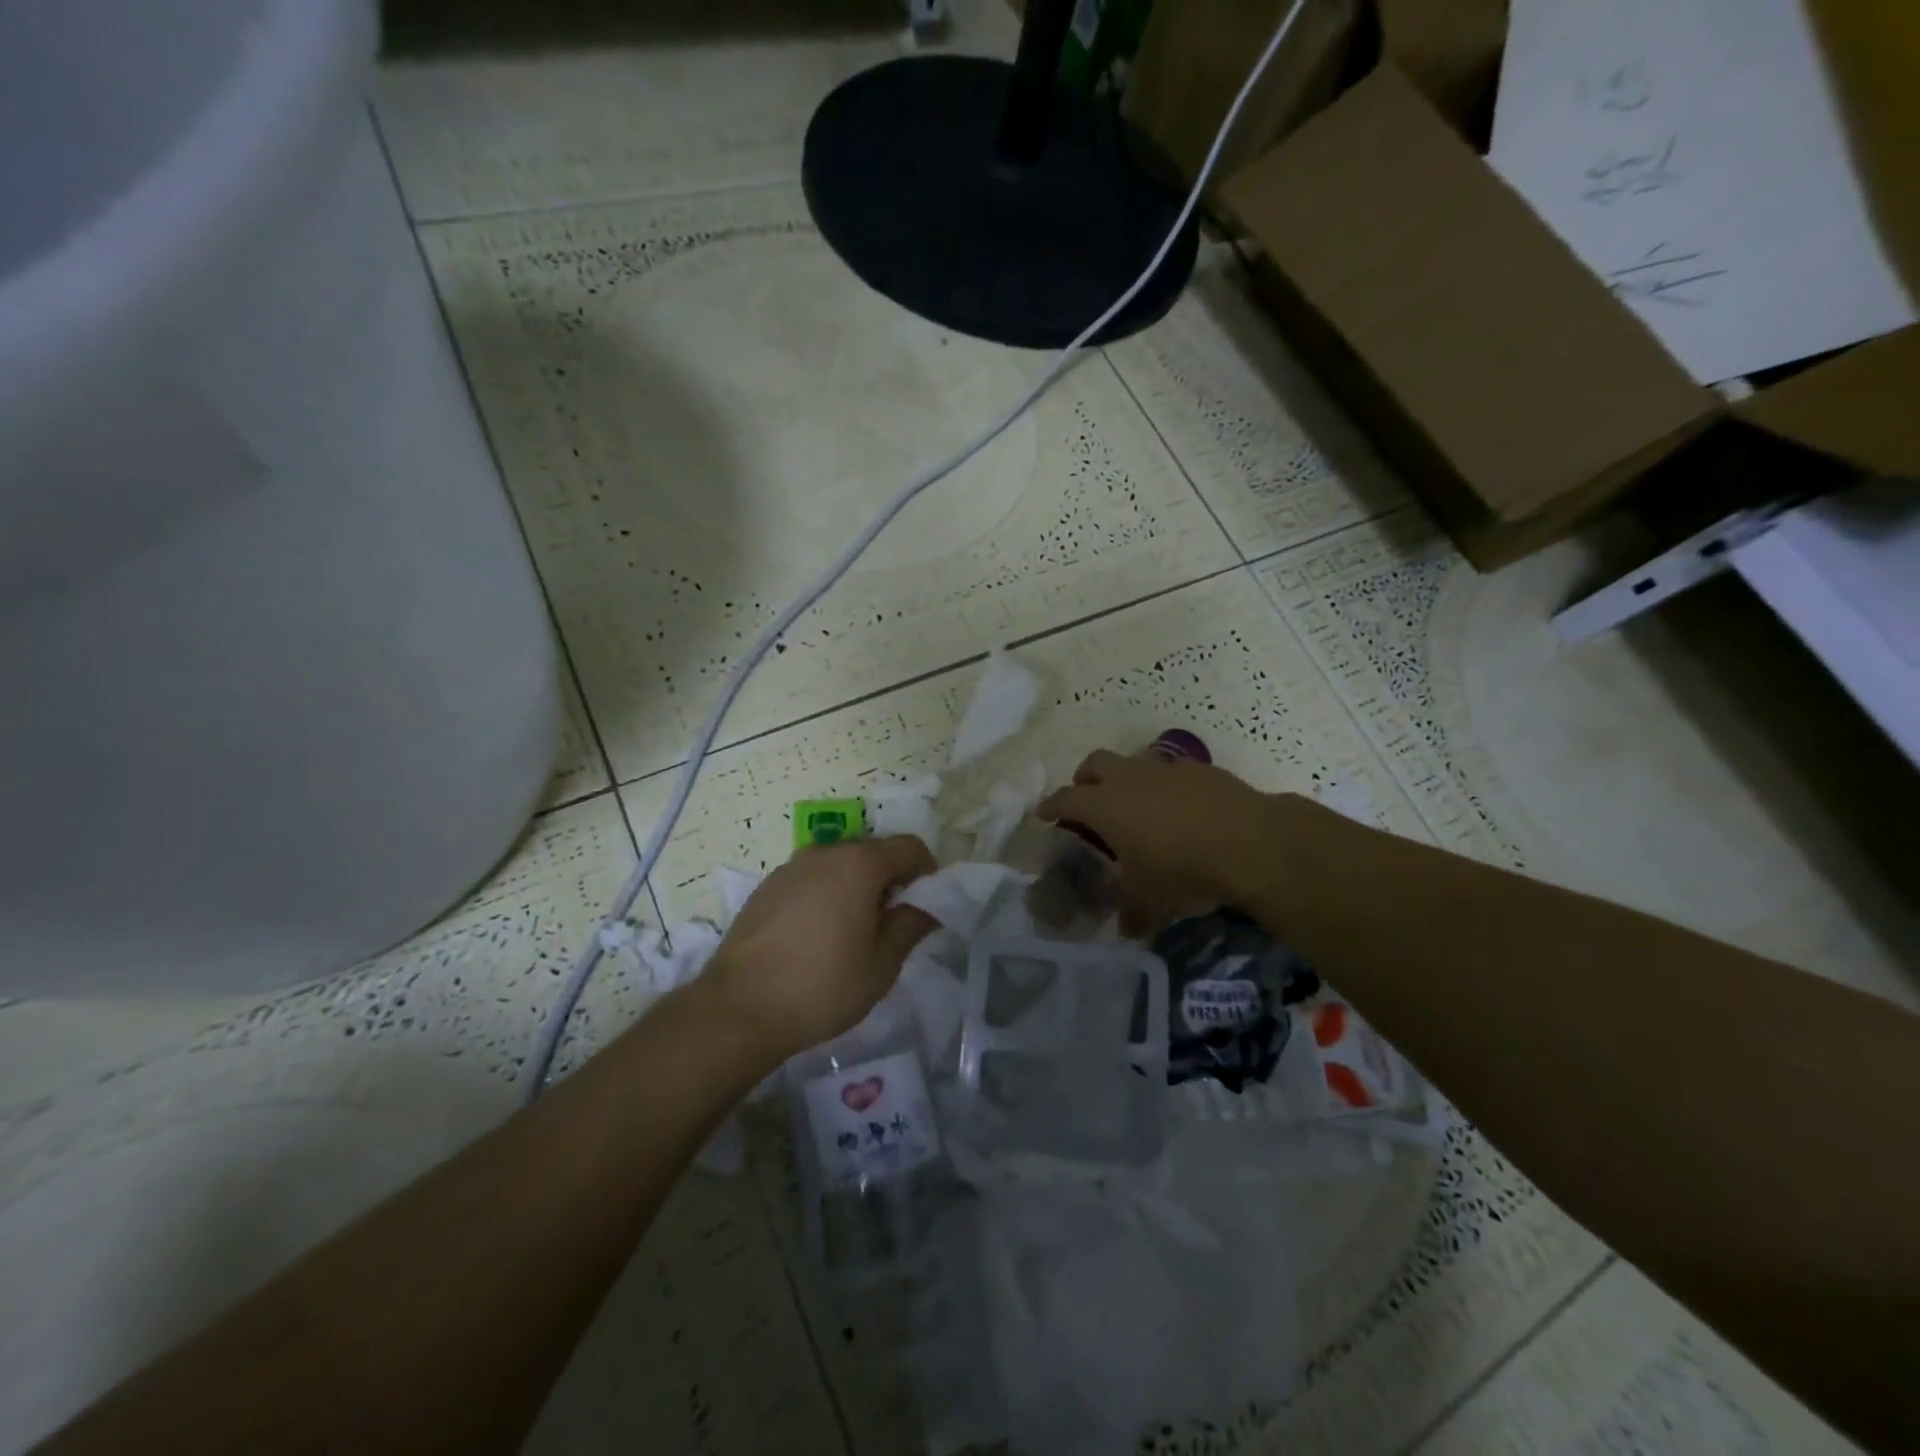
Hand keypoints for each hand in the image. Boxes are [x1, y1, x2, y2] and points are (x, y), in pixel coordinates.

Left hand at [699, 836, 937, 1061]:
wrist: (740, 1008)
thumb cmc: (823, 986)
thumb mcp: (881, 964)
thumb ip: (911, 926)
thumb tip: (927, 907)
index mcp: (859, 863)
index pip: (909, 847)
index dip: (927, 872)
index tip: (924, 907)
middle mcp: (824, 853)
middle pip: (873, 851)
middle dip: (891, 879)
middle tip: (891, 923)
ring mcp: (790, 868)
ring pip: (839, 864)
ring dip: (856, 886)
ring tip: (852, 932)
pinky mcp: (766, 888)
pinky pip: (810, 879)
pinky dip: (825, 894)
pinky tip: (817, 937)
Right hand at [1036, 749, 1282, 935]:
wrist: (1248, 841)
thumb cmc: (1181, 870)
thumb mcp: (1150, 900)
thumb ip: (1133, 913)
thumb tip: (1128, 930)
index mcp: (1104, 806)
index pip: (1065, 799)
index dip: (1051, 806)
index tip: (1044, 813)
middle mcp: (1128, 778)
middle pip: (1094, 763)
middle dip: (1085, 778)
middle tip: (1088, 799)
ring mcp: (1165, 769)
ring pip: (1133, 762)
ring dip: (1127, 779)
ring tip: (1138, 806)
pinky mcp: (1200, 769)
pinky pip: (1171, 772)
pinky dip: (1166, 787)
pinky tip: (1181, 810)